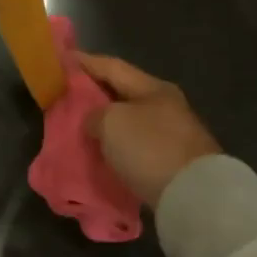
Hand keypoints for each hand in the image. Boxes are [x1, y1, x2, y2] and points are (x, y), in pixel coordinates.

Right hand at [77, 53, 220, 207]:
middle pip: (121, 94)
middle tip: (65, 94)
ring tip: (78, 126)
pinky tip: (100, 150)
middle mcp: (165, 106)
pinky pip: (134, 147)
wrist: (194, 197)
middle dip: (93, 94)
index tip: (62, 59)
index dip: (85, 62)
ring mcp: (171, 135)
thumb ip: (94, 114)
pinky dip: (115, 146)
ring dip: (104, 123)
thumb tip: (94, 122)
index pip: (112, 67)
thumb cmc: (149, 148)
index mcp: (153, 88)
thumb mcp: (111, 122)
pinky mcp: (171, 163)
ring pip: (128, 122)